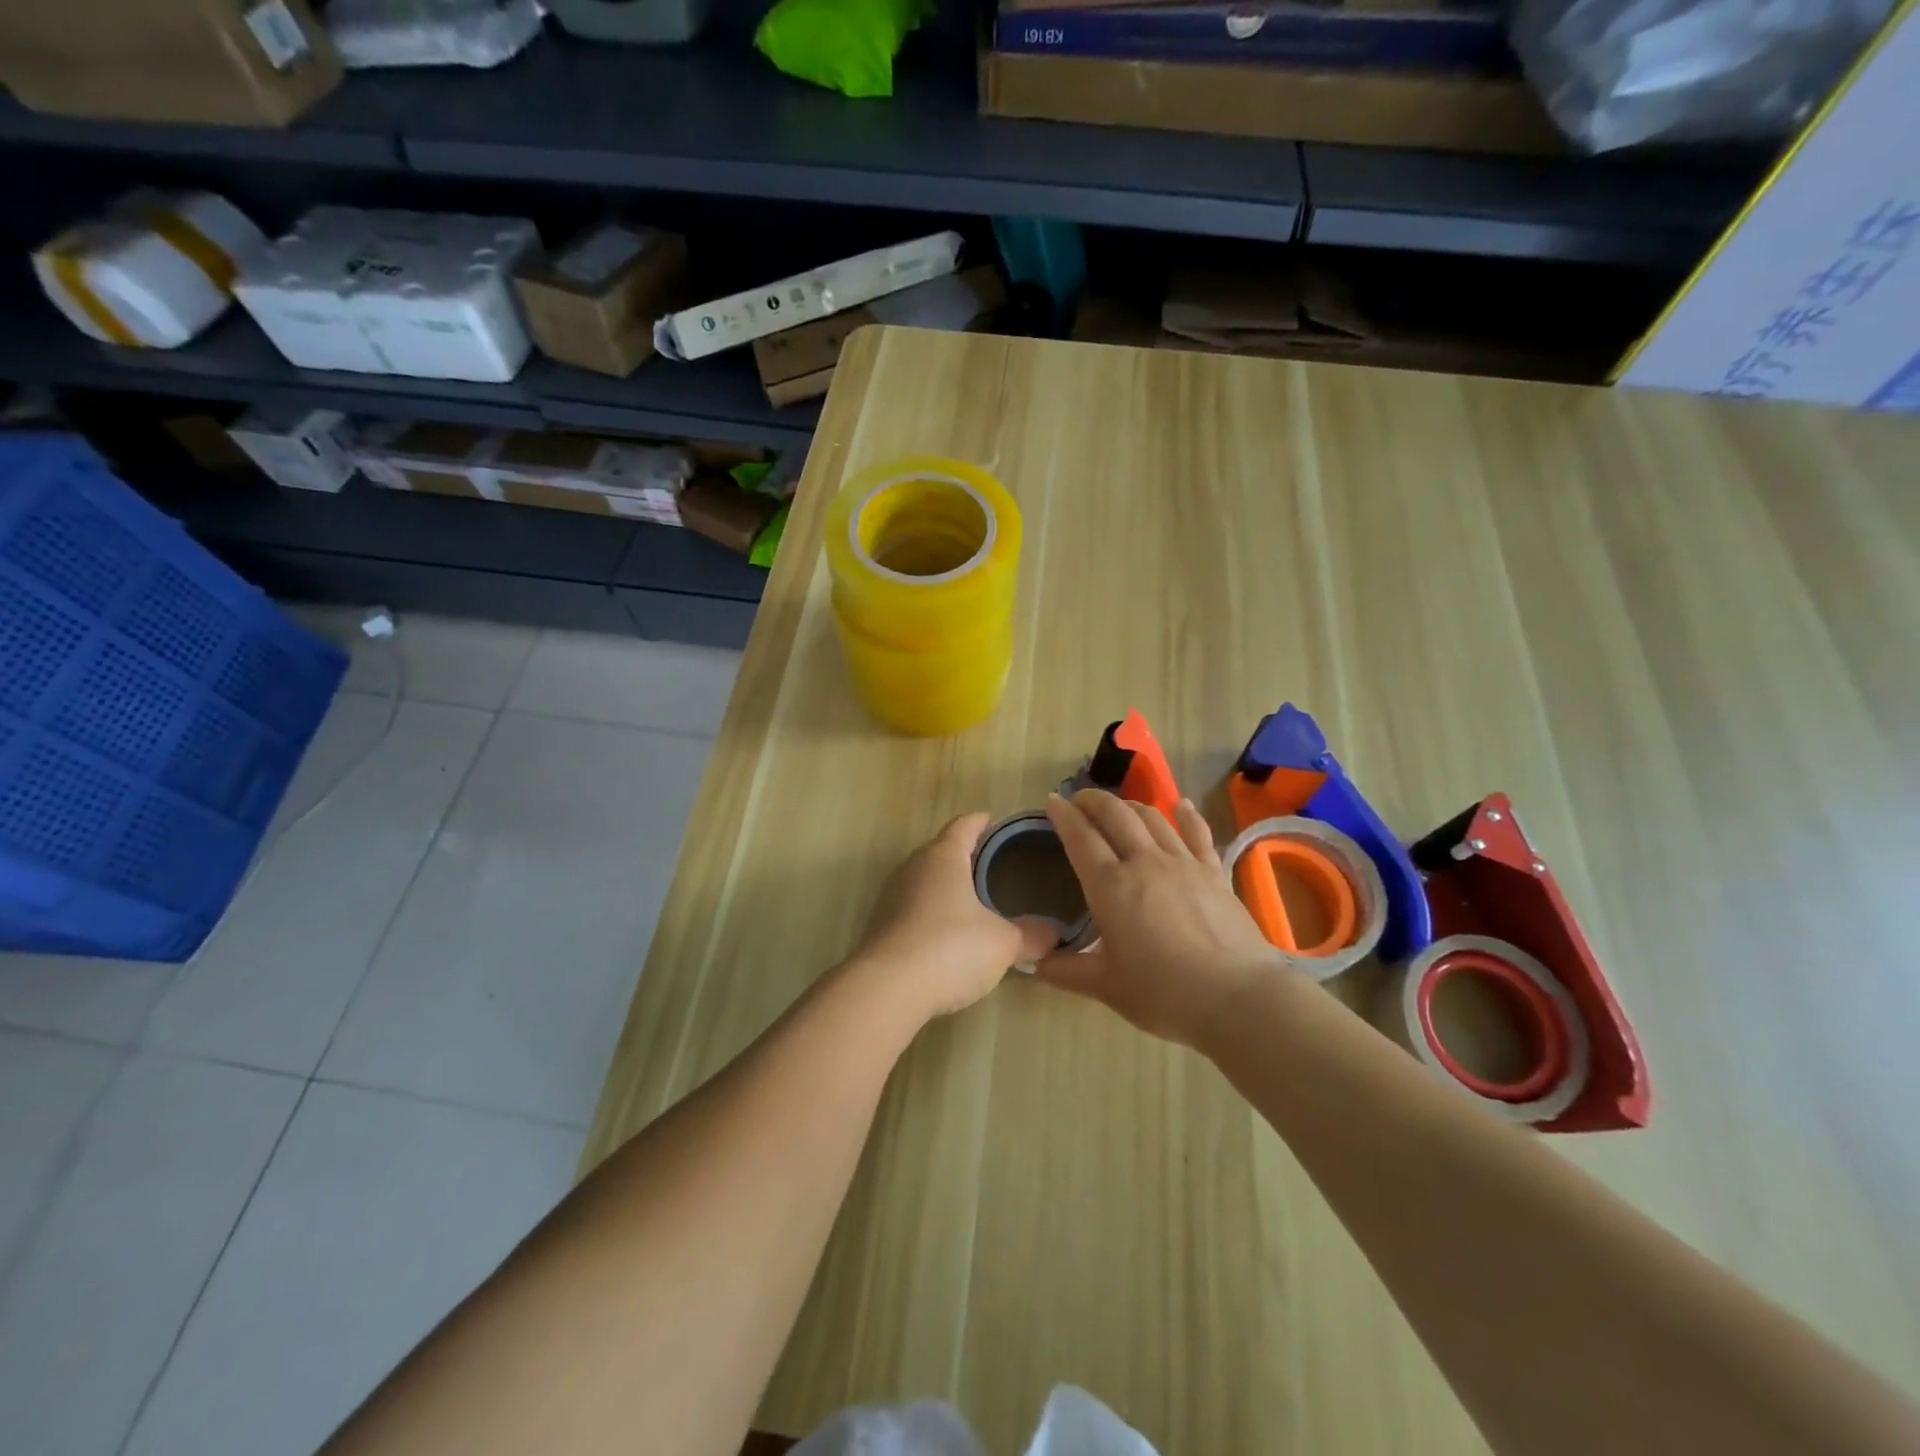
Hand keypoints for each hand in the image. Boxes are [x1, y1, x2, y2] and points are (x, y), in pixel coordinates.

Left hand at [848, 813, 1060, 1024]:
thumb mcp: (1003, 944)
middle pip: (940, 850)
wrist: (886, 990)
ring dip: (945, 885)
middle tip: (991, 863)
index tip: (994, 822)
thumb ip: (1032, 936)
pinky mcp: (880, 926)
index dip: (981, 822)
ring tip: (971, 899)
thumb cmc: (950, 949)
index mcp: (943, 857)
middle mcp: (913, 867)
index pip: (963, 826)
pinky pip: (911, 908)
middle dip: (963, 854)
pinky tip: (945, 933)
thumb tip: (1056, 934)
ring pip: (924, 880)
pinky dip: (930, 912)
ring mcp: (891, 897)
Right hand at [1035, 789, 1291, 1047]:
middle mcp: (1145, 862)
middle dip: (1093, 800)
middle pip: (1115, 815)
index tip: (1052, 801)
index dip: (1063, 815)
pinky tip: (1181, 805)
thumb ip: (1066, 971)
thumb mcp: (1106, 987)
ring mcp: (1183, 863)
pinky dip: (1185, 815)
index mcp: (1111, 887)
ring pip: (1152, 817)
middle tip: (1079, 800)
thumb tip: (1034, 964)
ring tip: (1118, 807)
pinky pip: (1198, 832)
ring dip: (1129, 805)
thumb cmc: (1164, 994)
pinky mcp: (1214, 872)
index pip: (1081, 838)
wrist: (1238, 998)